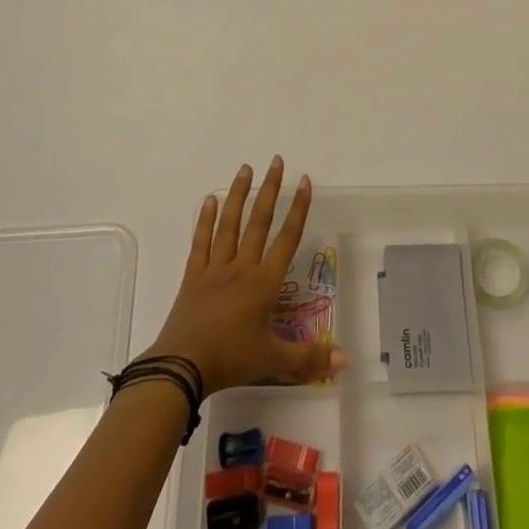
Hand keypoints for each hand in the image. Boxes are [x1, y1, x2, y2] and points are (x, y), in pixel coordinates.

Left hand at [141, 158, 348, 393]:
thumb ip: (310, 359)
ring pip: (229, 224)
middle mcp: (242, 267)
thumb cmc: (231, 360)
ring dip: (238, 195)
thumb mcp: (274, 360)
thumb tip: (347, 361)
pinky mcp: (193, 277)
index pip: (287, 239)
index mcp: (264, 283)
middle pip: (259, 222)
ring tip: (245, 169)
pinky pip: (201, 242)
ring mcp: (215, 269)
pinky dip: (205, 220)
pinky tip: (209, 200)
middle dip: (270, 190)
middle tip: (276, 161)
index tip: (304, 181)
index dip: (298, 209)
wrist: (182, 367)